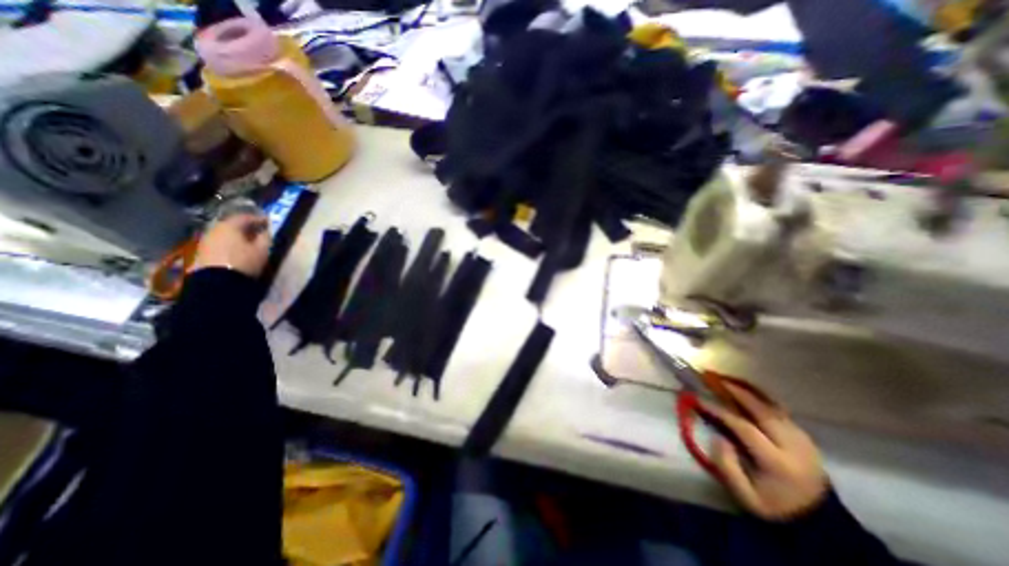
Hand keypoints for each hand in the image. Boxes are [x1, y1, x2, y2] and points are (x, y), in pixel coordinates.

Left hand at [193, 213, 270, 276]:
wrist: (217, 281)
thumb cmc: (244, 261)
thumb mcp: (262, 250)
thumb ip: (265, 238)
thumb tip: (265, 231)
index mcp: (230, 226)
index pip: (245, 217)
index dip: (258, 219)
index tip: (268, 222)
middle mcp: (215, 229)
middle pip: (232, 224)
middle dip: (245, 227)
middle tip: (257, 231)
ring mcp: (206, 240)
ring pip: (224, 233)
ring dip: (236, 235)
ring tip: (248, 241)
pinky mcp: (202, 251)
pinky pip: (219, 242)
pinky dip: (229, 242)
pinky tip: (236, 249)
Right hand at [704, 385, 831, 521]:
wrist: (818, 522)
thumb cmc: (774, 507)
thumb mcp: (746, 496)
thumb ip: (727, 466)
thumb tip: (717, 438)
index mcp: (777, 462)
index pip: (743, 427)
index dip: (719, 410)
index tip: (699, 399)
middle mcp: (792, 446)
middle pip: (762, 410)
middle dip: (737, 392)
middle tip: (715, 379)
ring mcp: (803, 440)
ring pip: (773, 407)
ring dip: (749, 392)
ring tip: (728, 382)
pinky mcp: (805, 437)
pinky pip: (781, 411)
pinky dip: (762, 398)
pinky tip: (748, 393)